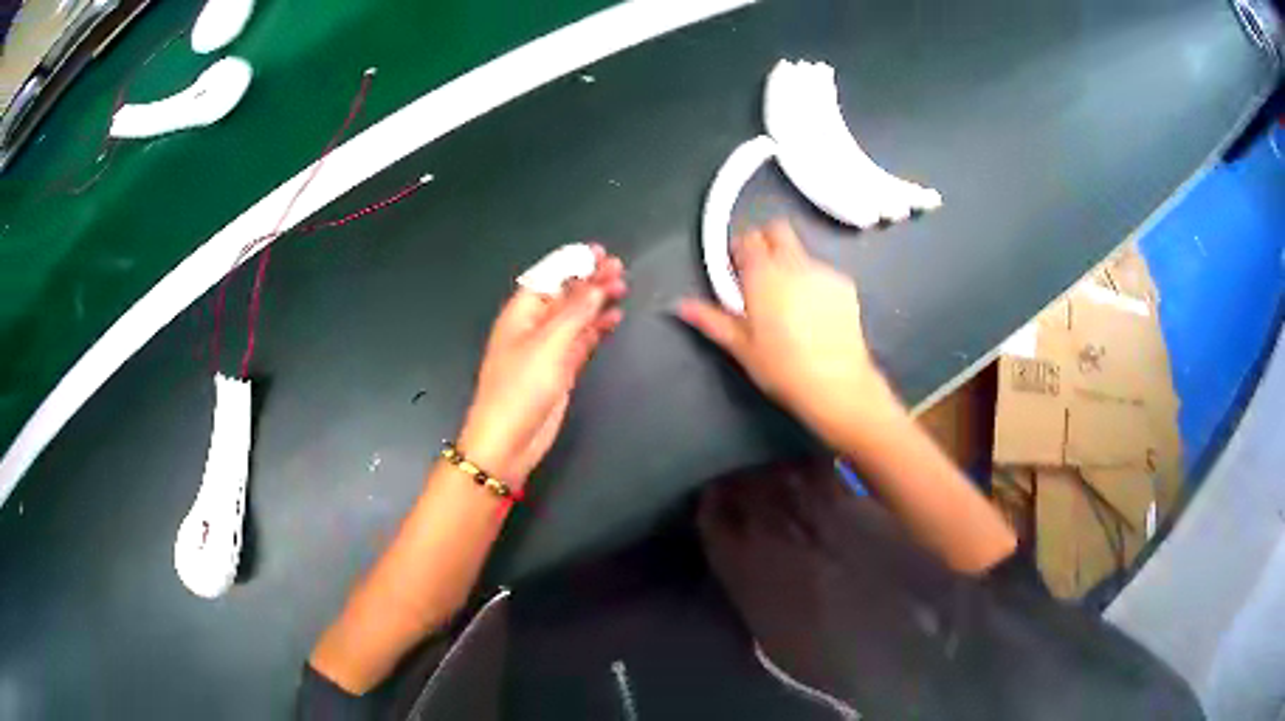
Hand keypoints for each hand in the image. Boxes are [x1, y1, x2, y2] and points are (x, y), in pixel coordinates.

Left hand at [459, 246, 626, 485]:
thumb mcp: (549, 343)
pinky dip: (597, 328)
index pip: (550, 277)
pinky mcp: (559, 369)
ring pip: (576, 316)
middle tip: (619, 267)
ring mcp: (547, 348)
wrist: (509, 440)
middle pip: (565, 294)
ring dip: (597, 301)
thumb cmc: (520, 387)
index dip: (574, 262)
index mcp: (521, 312)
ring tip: (622, 287)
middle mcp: (533, 326)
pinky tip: (614, 318)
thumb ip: (576, 311)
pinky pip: (581, 340)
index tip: (601, 252)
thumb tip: (597, 284)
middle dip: (590, 279)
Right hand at [677, 220, 900, 439]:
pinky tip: (814, 314)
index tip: (736, 270)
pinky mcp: (846, 285)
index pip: (747, 239)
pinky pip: (822, 272)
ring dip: (791, 264)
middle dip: (766, 242)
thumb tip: (681, 306)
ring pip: (801, 252)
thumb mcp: (741, 347)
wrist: (836, 383)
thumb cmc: (781, 367)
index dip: (738, 251)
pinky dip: (813, 282)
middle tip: (760, 273)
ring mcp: (823, 271)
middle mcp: (793, 264)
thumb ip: (711, 320)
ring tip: (790, 302)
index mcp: (762, 274)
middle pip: (777, 230)